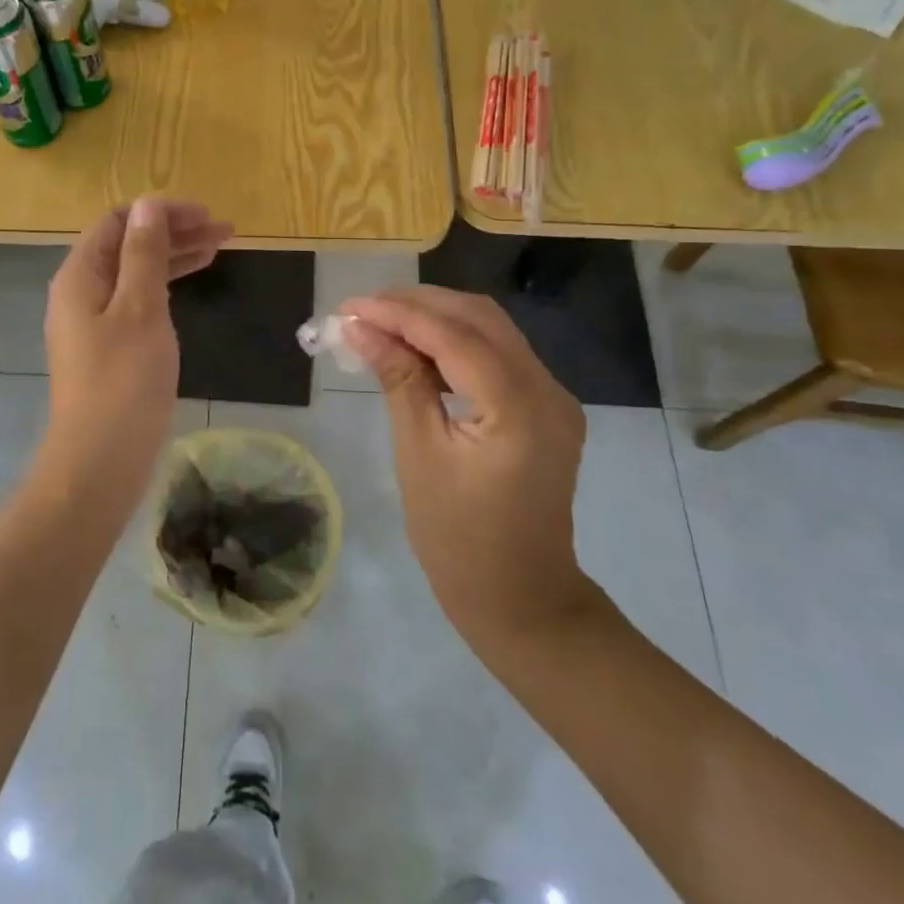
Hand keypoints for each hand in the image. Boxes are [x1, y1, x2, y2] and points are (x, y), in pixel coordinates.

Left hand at [42, 199, 232, 493]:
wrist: (100, 460)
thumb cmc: (123, 381)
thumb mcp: (139, 309)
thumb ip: (144, 254)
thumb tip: (148, 204)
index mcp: (80, 276)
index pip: (117, 222)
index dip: (160, 212)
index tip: (205, 216)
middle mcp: (81, 292)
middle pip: (128, 245)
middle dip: (174, 232)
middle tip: (224, 231)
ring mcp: (94, 322)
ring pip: (136, 274)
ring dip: (174, 257)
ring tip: (219, 249)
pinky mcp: (109, 347)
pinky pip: (138, 301)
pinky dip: (165, 287)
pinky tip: (192, 283)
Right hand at [340, 287, 597, 655]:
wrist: (520, 598)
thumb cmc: (458, 537)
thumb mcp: (418, 454)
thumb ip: (398, 380)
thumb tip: (361, 329)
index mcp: (518, 408)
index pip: (454, 336)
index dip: (399, 313)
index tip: (349, 306)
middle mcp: (548, 390)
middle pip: (480, 318)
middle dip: (418, 305)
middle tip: (363, 311)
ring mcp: (553, 398)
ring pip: (492, 331)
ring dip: (436, 319)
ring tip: (382, 324)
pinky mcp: (546, 408)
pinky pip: (499, 357)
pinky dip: (456, 344)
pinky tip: (418, 351)